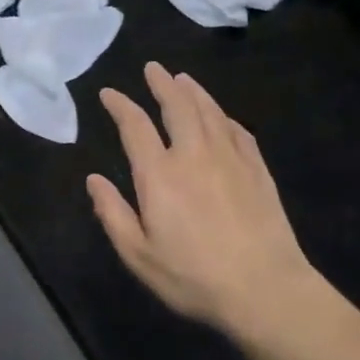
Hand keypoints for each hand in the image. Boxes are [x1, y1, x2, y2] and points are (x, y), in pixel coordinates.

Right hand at [88, 63, 322, 340]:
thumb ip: (112, 214)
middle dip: (162, 84)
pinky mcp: (258, 172)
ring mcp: (230, 160)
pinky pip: (239, 133)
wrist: (266, 291)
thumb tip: (93, 179)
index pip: (135, 126)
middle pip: (178, 107)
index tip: (109, 93)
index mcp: (159, 174)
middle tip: (153, 68)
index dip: (120, 105)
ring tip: (183, 79)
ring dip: (194, 92)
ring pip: (210, 113)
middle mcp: (194, 155)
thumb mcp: (138, 255)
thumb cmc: (193, 277)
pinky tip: (223, 118)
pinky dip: (225, 119)